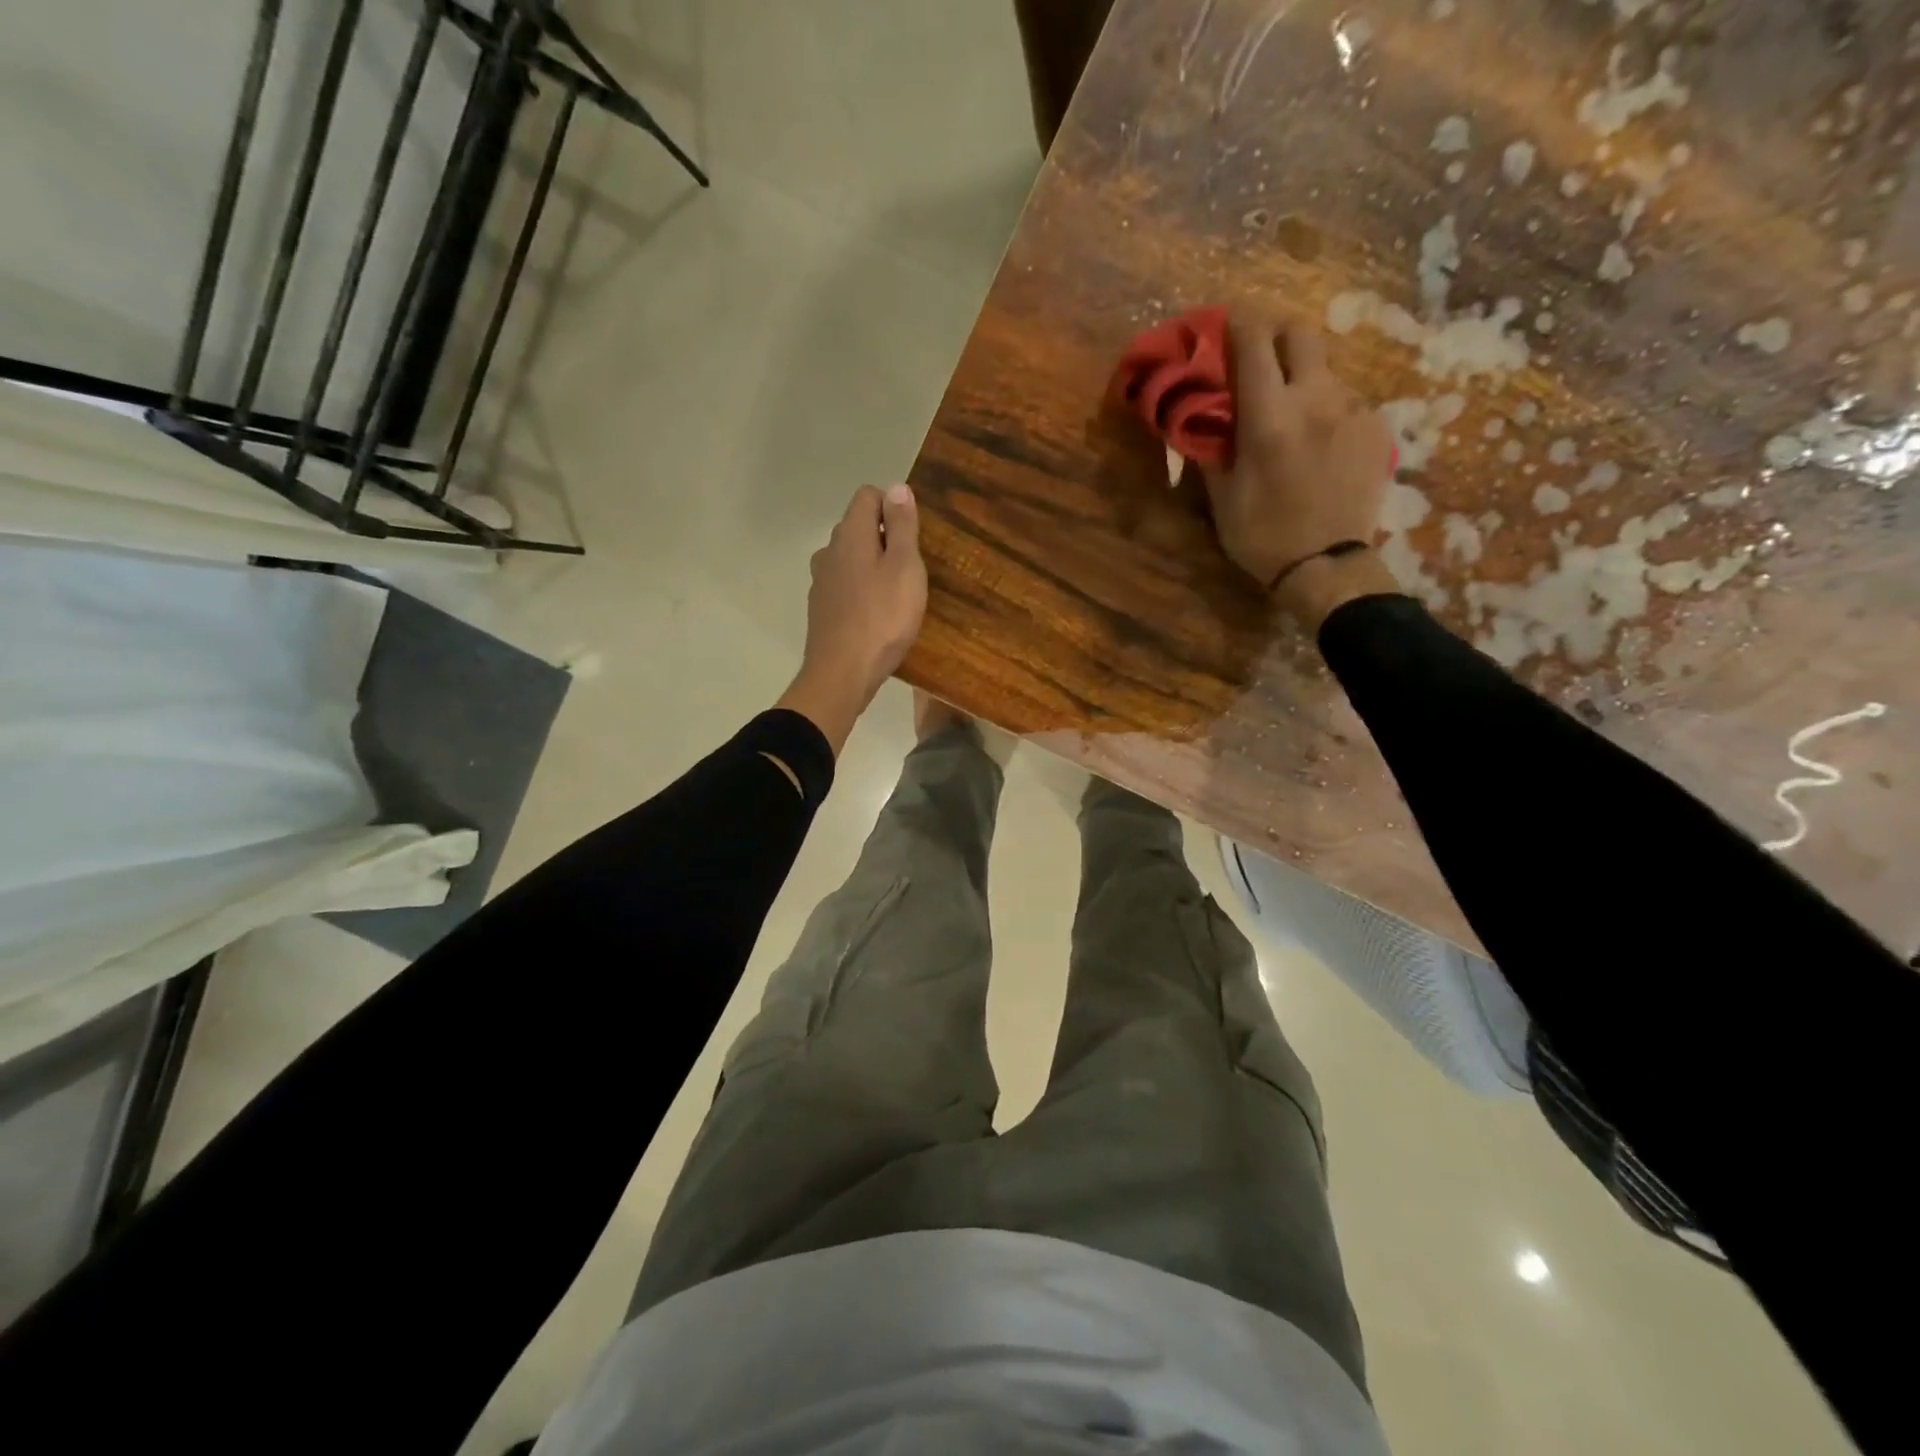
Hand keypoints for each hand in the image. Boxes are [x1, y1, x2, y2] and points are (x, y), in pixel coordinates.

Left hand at [777, 484, 927, 755]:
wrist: (842, 673)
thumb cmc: (882, 618)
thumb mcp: (905, 568)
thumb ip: (902, 526)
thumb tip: (897, 487)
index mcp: (850, 534)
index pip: (867, 496)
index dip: (892, 506)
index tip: (913, 535)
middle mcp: (829, 551)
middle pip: (857, 527)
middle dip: (884, 537)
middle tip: (911, 568)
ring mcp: (821, 582)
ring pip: (849, 559)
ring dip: (872, 566)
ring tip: (895, 594)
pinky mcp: (821, 610)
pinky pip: (844, 587)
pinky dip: (860, 591)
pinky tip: (876, 616)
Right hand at [1202, 314, 1394, 602]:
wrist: (1327, 566)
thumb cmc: (1262, 536)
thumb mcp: (1222, 498)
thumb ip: (1211, 447)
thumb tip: (1200, 415)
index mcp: (1270, 417)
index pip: (1253, 341)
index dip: (1236, 323)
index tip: (1223, 324)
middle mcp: (1316, 399)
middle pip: (1301, 333)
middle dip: (1276, 335)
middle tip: (1260, 360)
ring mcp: (1354, 410)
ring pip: (1326, 369)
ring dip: (1303, 379)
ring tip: (1292, 417)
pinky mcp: (1377, 428)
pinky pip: (1348, 402)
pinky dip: (1328, 410)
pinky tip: (1320, 445)